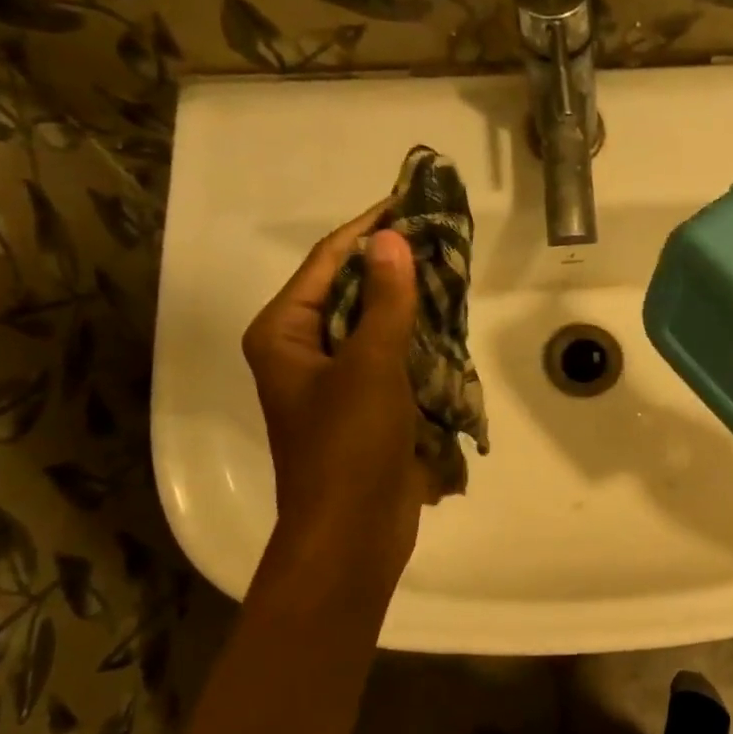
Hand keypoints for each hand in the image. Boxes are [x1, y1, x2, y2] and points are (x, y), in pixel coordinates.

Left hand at [242, 203, 428, 594]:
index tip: (408, 200)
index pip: (327, 262)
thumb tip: (391, 240)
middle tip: (438, 237)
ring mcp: (333, 384)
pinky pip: (389, 361)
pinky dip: (415, 343)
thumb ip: (384, 301)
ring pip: (372, 327)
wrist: (353, 533)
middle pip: (349, 292)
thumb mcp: (370, 366)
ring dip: (407, 304)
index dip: (367, 229)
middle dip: (391, 266)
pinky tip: (447, 328)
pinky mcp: (363, 411)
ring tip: (448, 274)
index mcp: (284, 334)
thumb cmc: (349, 446)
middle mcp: (302, 352)